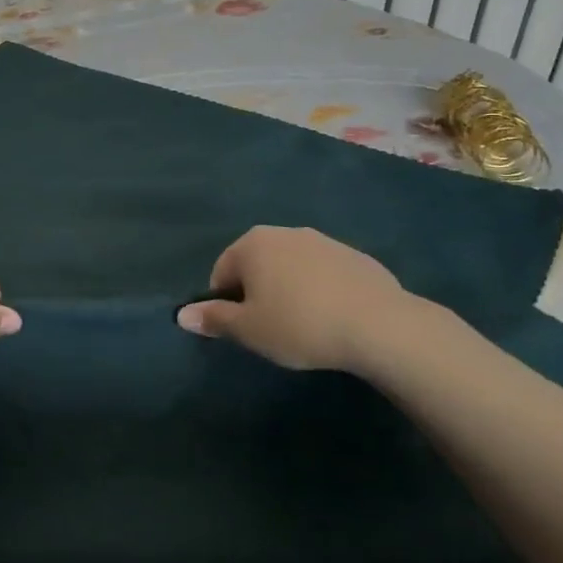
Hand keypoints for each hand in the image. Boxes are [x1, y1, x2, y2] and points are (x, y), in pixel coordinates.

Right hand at [176, 226, 417, 373]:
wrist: (381, 326)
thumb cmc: (300, 324)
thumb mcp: (249, 329)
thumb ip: (213, 318)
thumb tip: (181, 315)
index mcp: (253, 244)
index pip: (222, 272)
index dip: (226, 304)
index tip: (244, 330)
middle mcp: (285, 232)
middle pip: (256, 265)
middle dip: (258, 293)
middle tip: (271, 329)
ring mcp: (324, 241)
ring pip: (291, 268)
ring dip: (289, 291)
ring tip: (304, 326)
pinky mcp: (356, 256)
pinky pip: (323, 274)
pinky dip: (320, 291)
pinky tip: (333, 319)